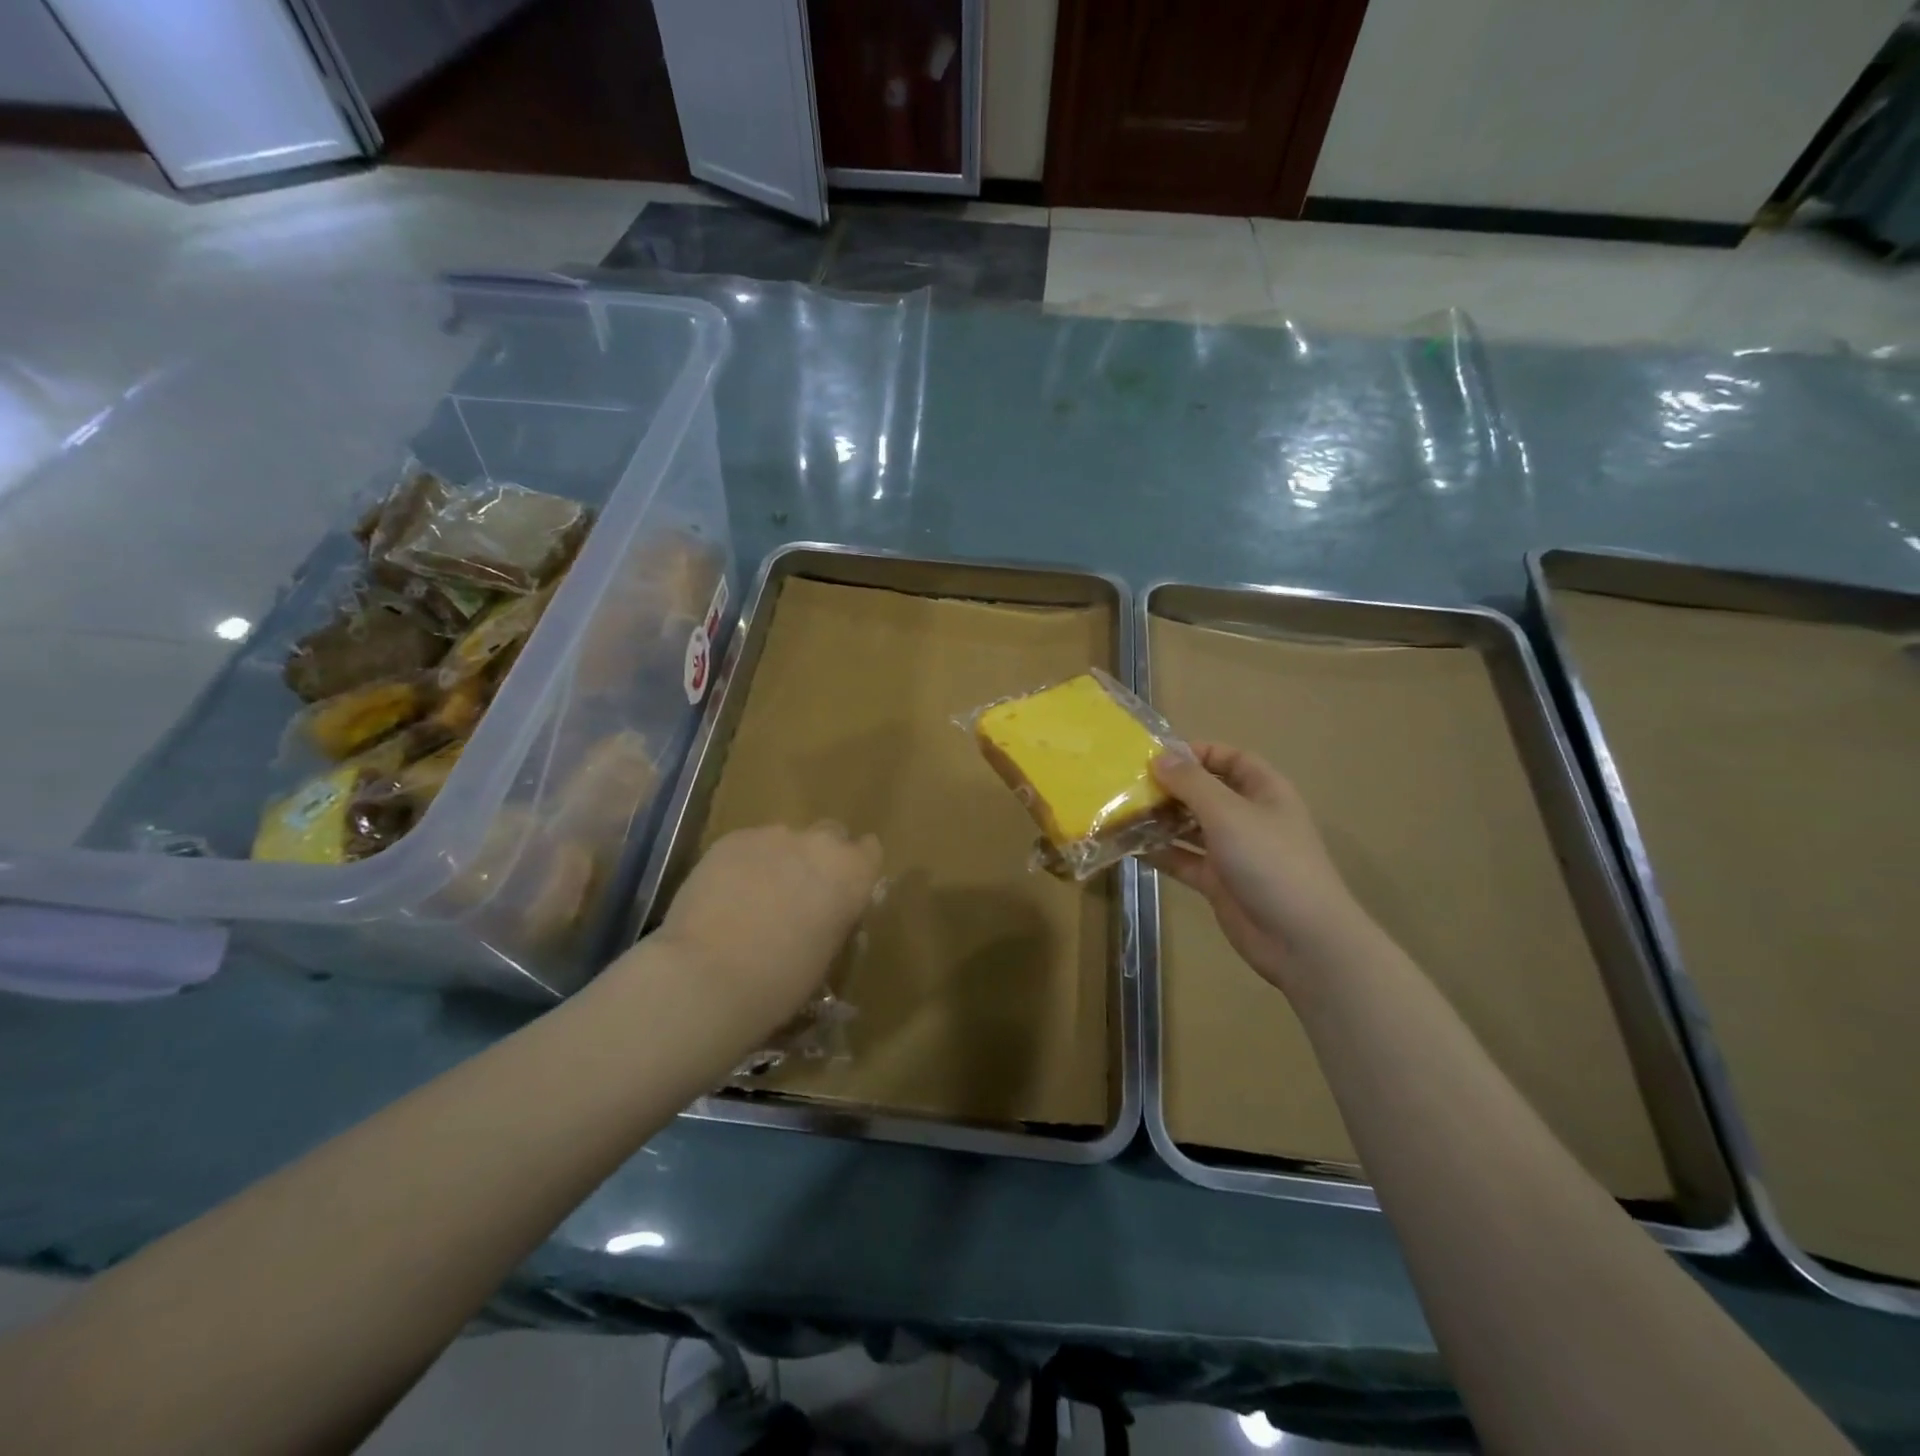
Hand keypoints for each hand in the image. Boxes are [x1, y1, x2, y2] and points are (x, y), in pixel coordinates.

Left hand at [650, 823, 883, 1045]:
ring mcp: (773, 836)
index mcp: (852, 874)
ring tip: (753, 899)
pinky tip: (724, 897)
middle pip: (830, 835)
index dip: (856, 870)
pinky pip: (748, 846)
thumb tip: (824, 913)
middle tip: (799, 895)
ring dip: (779, 862)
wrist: (707, 976)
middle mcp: (819, 844)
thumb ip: (833, 919)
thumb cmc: (780, 982)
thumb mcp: (826, 954)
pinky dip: (743, 865)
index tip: (842, 891)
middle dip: (818, 859)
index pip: (870, 851)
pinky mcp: (731, 839)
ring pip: (785, 841)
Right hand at [1150, 743, 1375, 993]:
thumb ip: (1191, 783)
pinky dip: (1161, 852)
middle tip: (1129, 785)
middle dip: (1171, 787)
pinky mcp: (1219, 882)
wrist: (1301, 939)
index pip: (1230, 758)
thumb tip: (1159, 758)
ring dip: (1161, 820)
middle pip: (1206, 792)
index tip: (1157, 756)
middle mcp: (1249, 817)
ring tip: (1123, 813)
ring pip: (1191, 827)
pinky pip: (1184, 859)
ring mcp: (1234, 851)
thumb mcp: (1228, 813)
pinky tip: (1130, 847)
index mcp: (1264, 791)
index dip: (1197, 753)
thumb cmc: (1270, 861)